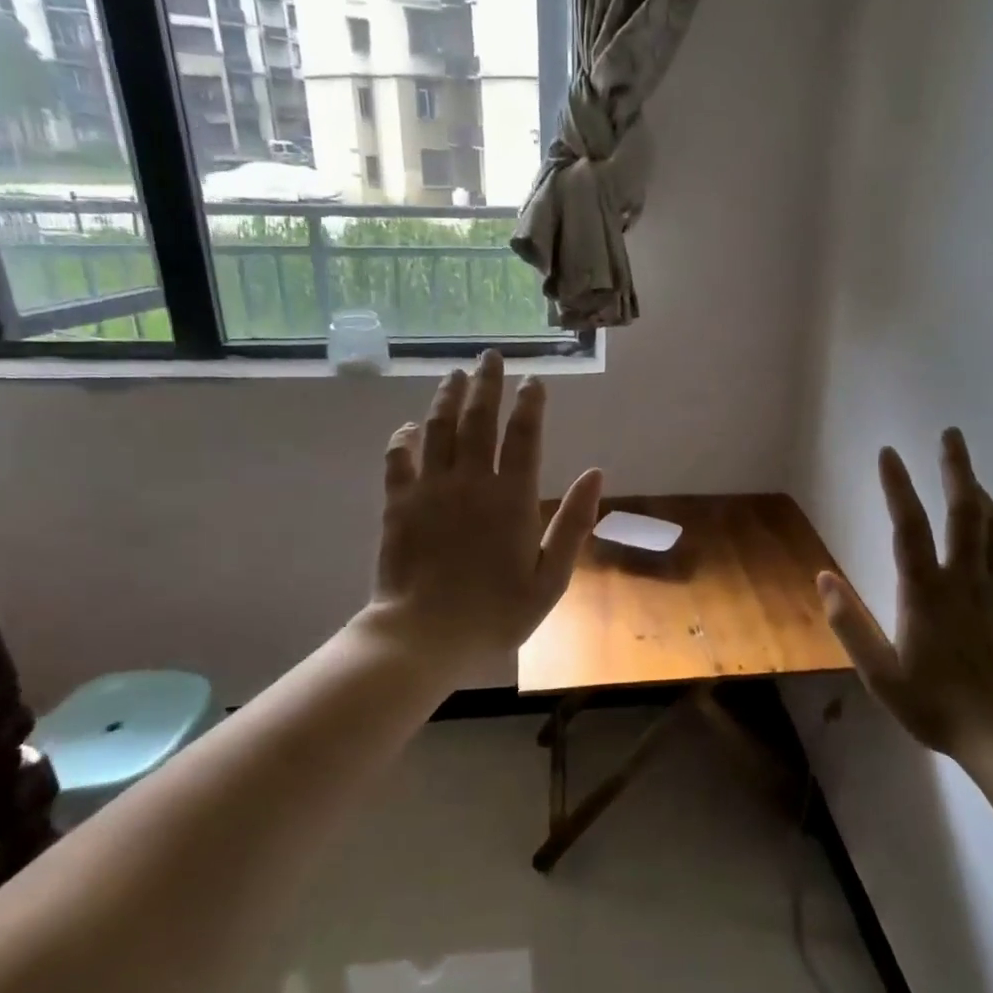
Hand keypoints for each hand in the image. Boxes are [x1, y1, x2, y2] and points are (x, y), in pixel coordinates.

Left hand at [368, 351, 602, 669]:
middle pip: (479, 420)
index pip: (523, 436)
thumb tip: (596, 474)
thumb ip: (574, 523)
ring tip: (455, 374)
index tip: (534, 380)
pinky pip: (398, 459)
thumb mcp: (551, 578)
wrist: (425, 636)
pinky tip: (408, 426)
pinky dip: (403, 438)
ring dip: (448, 398)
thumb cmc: (497, 613)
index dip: (530, 404)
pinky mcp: (397, 504)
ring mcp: (430, 489)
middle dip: (488, 384)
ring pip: (438, 429)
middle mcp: (470, 482)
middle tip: (491, 356)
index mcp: (512, 498)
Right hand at [817, 429, 992, 766]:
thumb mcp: (880, 675)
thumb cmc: (939, 707)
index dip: (896, 486)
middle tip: (951, 434)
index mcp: (925, 593)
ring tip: (969, 470)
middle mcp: (965, 579)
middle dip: (956, 468)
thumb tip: (822, 578)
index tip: (888, 453)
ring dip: (981, 491)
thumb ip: (850, 624)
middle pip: (963, 511)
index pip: (907, 526)